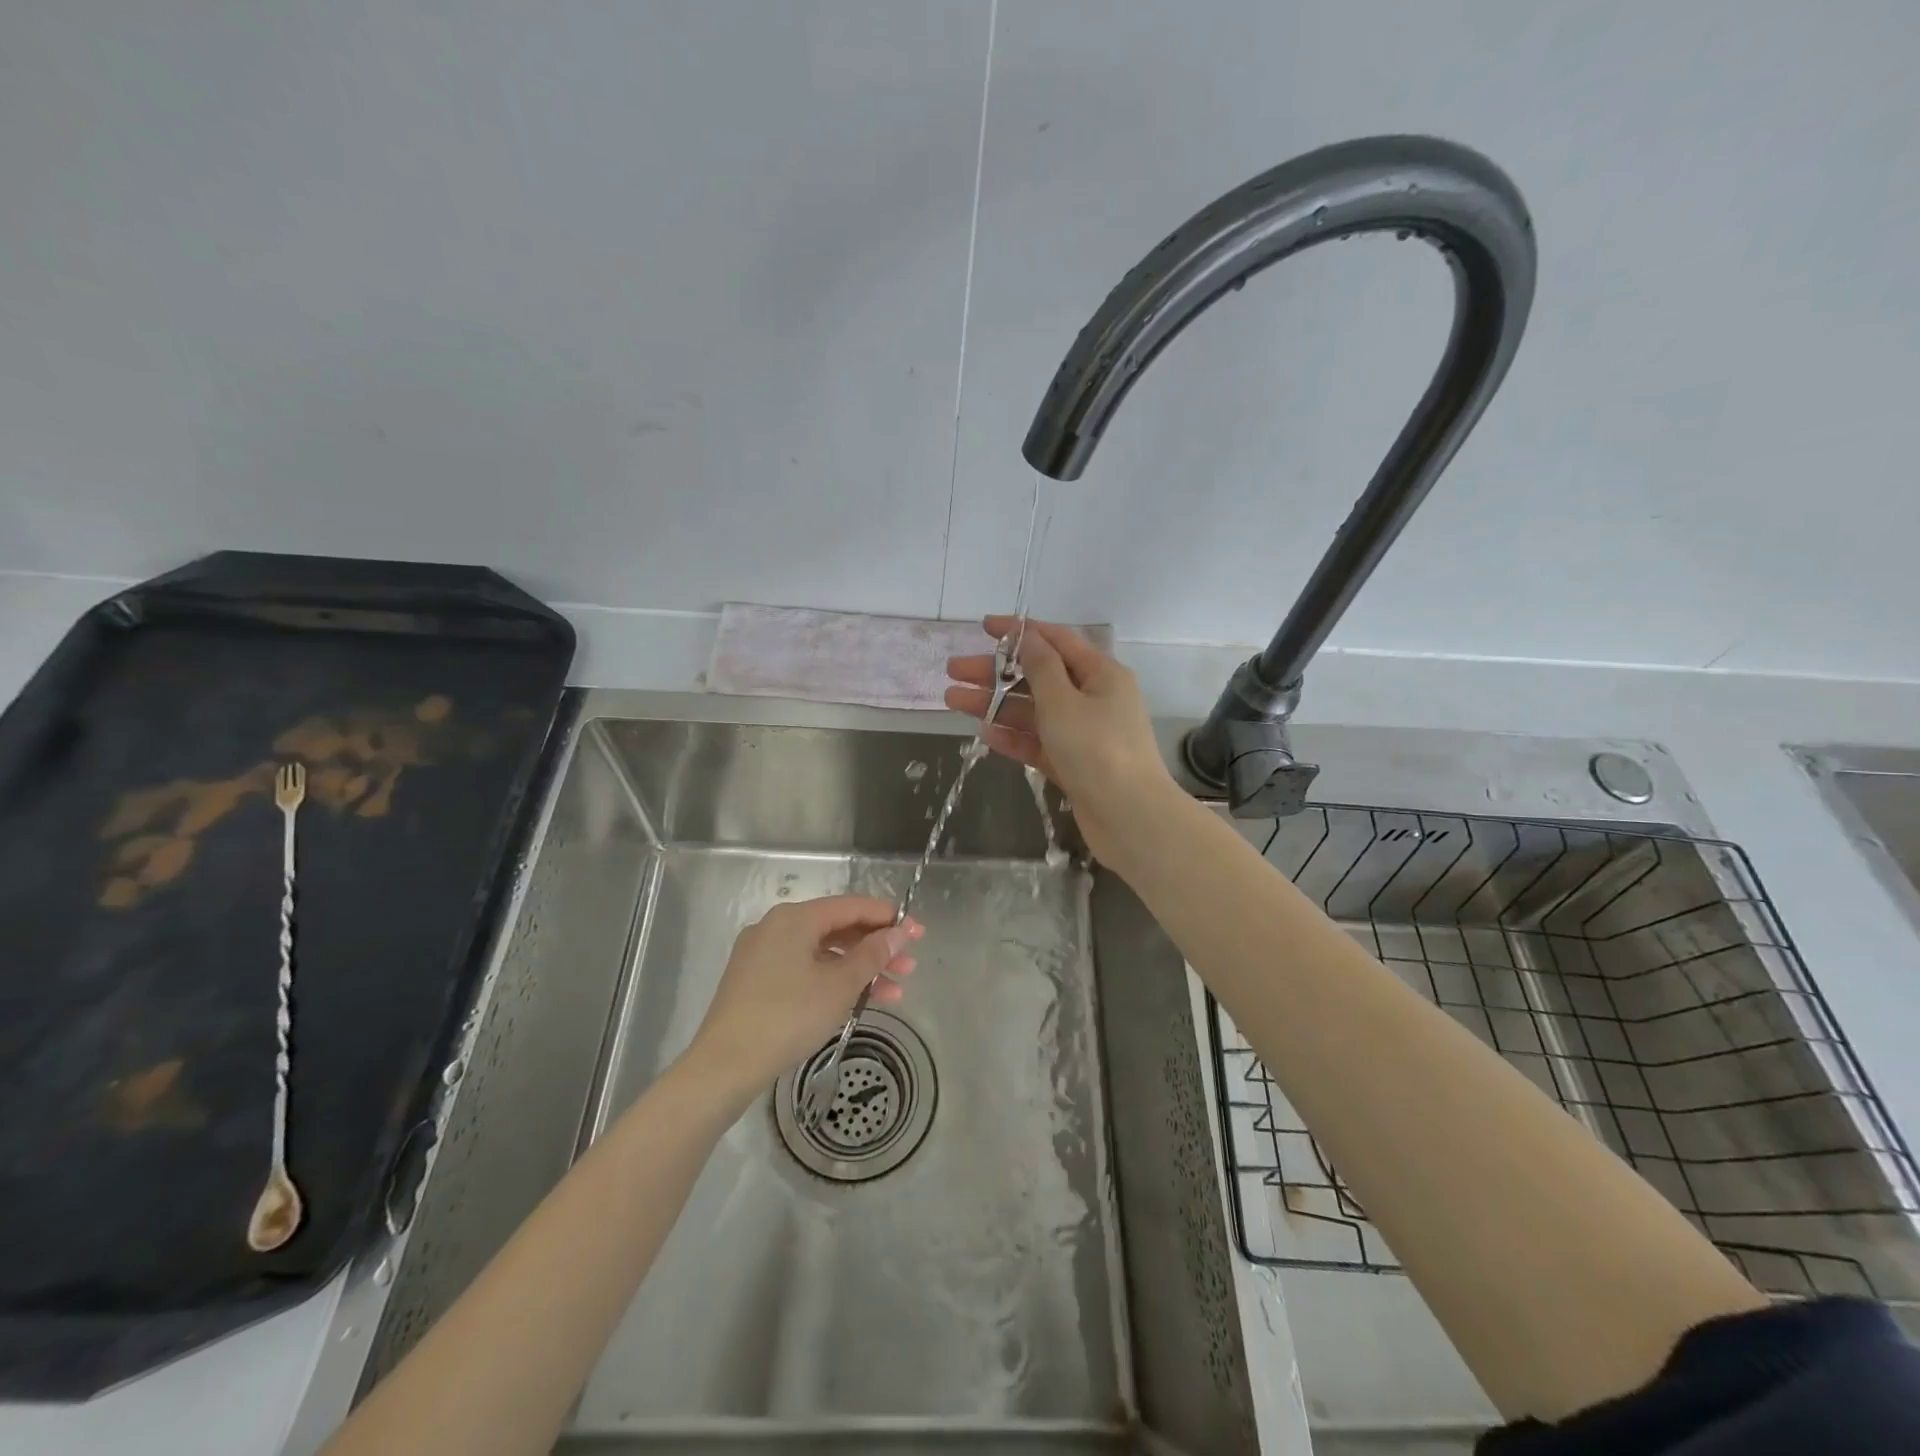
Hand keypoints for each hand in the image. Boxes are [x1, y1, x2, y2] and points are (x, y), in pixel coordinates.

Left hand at [686, 896, 923, 1098]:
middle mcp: (777, 926)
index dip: (888, 918)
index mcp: (795, 917)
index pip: (852, 906)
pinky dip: (833, 981)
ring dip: (859, 970)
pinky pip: (805, 969)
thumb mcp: (839, 985)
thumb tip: (898, 932)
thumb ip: (873, 954)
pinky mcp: (756, 981)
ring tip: (894, 993)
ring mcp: (763, 954)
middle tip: (910, 967)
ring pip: (823, 953)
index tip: (918, 933)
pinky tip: (856, 1002)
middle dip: (877, 948)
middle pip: (838, 929)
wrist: (724, 1066)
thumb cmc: (788, 1017)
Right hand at [946, 617, 1176, 864]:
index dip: (1020, 631)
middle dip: (995, 672)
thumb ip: (1041, 667)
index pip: (1056, 640)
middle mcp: (1094, 698)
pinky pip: (1038, 742)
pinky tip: (984, 733)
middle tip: (953, 671)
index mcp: (1101, 674)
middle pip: (1038, 676)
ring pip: (1033, 711)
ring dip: (996, 705)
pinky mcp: (1074, 764)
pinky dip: (1014, 736)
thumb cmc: (1097, 750)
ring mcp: (1084, 734)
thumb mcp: (1063, 701)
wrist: (1130, 818)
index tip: (984, 627)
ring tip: (953, 700)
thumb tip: (1029, 635)